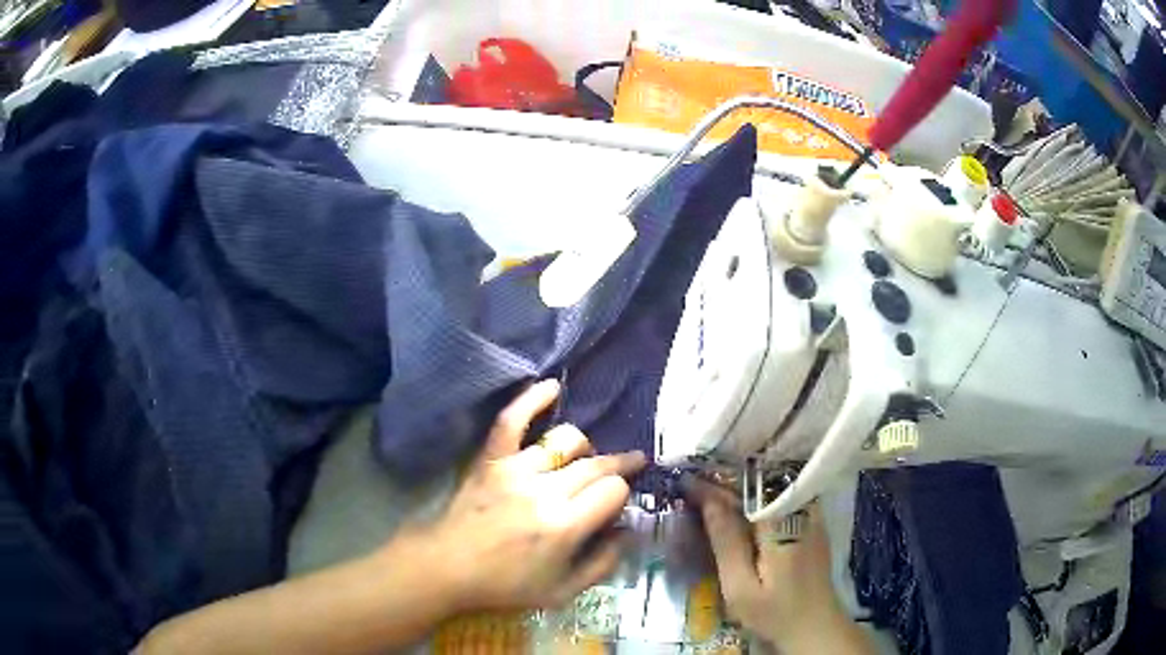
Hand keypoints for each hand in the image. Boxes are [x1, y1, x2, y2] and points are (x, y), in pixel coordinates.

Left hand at [406, 379, 645, 610]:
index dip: (622, 495)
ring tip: (584, 459)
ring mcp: (515, 469)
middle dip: (618, 466)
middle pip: (596, 465)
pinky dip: (532, 399)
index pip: (613, 490)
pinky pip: (512, 420)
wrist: (447, 567)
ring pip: (566, 441)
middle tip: (628, 466)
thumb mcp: (562, 592)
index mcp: (565, 526)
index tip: (616, 504)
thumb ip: (603, 564)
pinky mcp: (491, 459)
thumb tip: (627, 532)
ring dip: (584, 447)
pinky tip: (552, 386)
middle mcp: (545, 491)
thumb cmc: (505, 585)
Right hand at [683, 476, 871, 654]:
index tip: (685, 482)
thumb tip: (709, 502)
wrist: (816, 626)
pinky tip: (739, 506)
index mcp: (782, 524)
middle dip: (726, 481)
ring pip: (772, 487)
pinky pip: (782, 498)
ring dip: (741, 485)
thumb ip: (727, 544)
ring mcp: (811, 514)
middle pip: (760, 482)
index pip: (745, 488)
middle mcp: (801, 510)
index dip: (714, 483)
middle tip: (692, 484)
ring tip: (710, 488)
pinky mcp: (813, 523)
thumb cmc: (775, 613)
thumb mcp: (740, 587)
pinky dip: (758, 496)